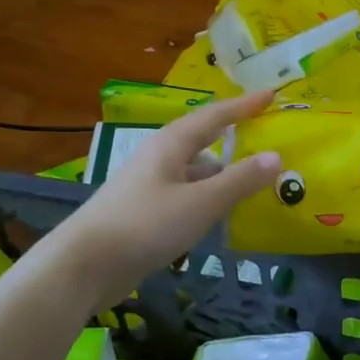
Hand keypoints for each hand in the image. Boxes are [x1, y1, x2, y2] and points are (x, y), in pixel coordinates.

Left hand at [44, 91, 280, 307]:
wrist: (83, 265)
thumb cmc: (144, 225)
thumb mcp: (200, 203)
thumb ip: (239, 181)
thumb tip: (276, 156)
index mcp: (172, 143)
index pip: (216, 115)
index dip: (245, 105)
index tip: (272, 94)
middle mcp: (161, 156)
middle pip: (204, 139)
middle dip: (235, 136)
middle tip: (268, 135)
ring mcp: (150, 184)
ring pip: (195, 169)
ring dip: (224, 171)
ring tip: (256, 179)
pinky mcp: (145, 211)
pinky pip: (187, 193)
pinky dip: (209, 196)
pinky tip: (222, 213)